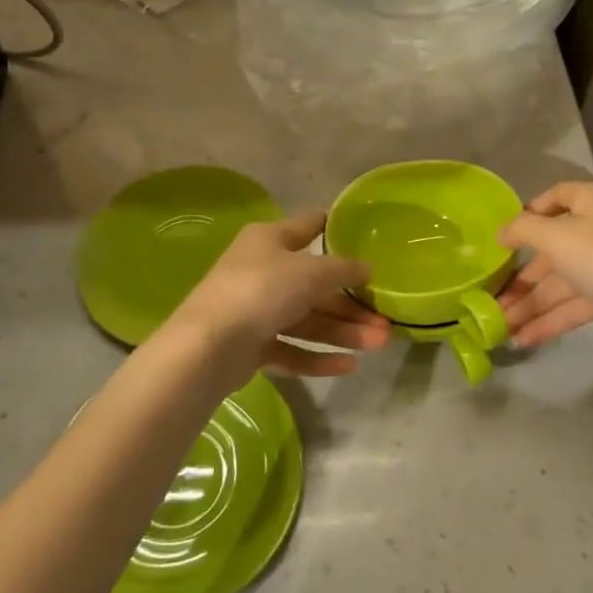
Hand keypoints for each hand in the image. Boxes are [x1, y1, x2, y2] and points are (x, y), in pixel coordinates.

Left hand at [166, 210, 390, 389]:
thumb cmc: (261, 291)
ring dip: (342, 331)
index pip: (308, 226)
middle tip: (385, 319)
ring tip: (379, 344)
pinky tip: (348, 366)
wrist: (207, 347)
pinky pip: (291, 347)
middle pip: (314, 284)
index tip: (365, 236)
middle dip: (351, 303)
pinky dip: (317, 356)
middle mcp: (262, 269)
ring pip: (307, 319)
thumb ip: (342, 269)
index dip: (335, 229)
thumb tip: (367, 268)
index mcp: (269, 239)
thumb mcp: (309, 272)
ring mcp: (255, 309)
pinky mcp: (250, 345)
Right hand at [497, 181, 592, 347]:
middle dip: (521, 276)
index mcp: (589, 202)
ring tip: (500, 326)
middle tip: (492, 297)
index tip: (504, 239)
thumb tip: (501, 232)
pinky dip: (551, 319)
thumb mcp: (556, 237)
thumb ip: (522, 230)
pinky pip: (576, 302)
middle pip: (552, 247)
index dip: (527, 215)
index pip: (553, 197)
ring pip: (562, 280)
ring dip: (531, 303)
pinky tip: (524, 338)